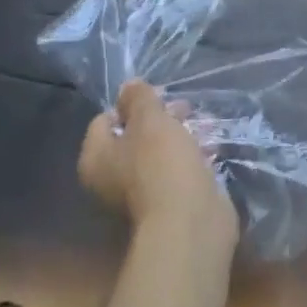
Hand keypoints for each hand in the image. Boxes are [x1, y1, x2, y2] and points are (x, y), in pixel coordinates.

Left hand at [80, 81, 238, 254]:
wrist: (189, 221)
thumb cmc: (161, 163)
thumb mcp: (150, 119)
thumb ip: (138, 99)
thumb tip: (128, 86)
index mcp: (96, 159)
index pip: (104, 120)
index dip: (130, 104)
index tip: (157, 97)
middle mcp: (111, 179)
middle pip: (133, 136)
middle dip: (160, 118)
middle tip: (185, 108)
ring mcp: (140, 193)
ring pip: (157, 152)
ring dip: (179, 135)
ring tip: (205, 123)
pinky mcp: (168, 201)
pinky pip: (176, 170)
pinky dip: (191, 156)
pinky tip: (211, 147)